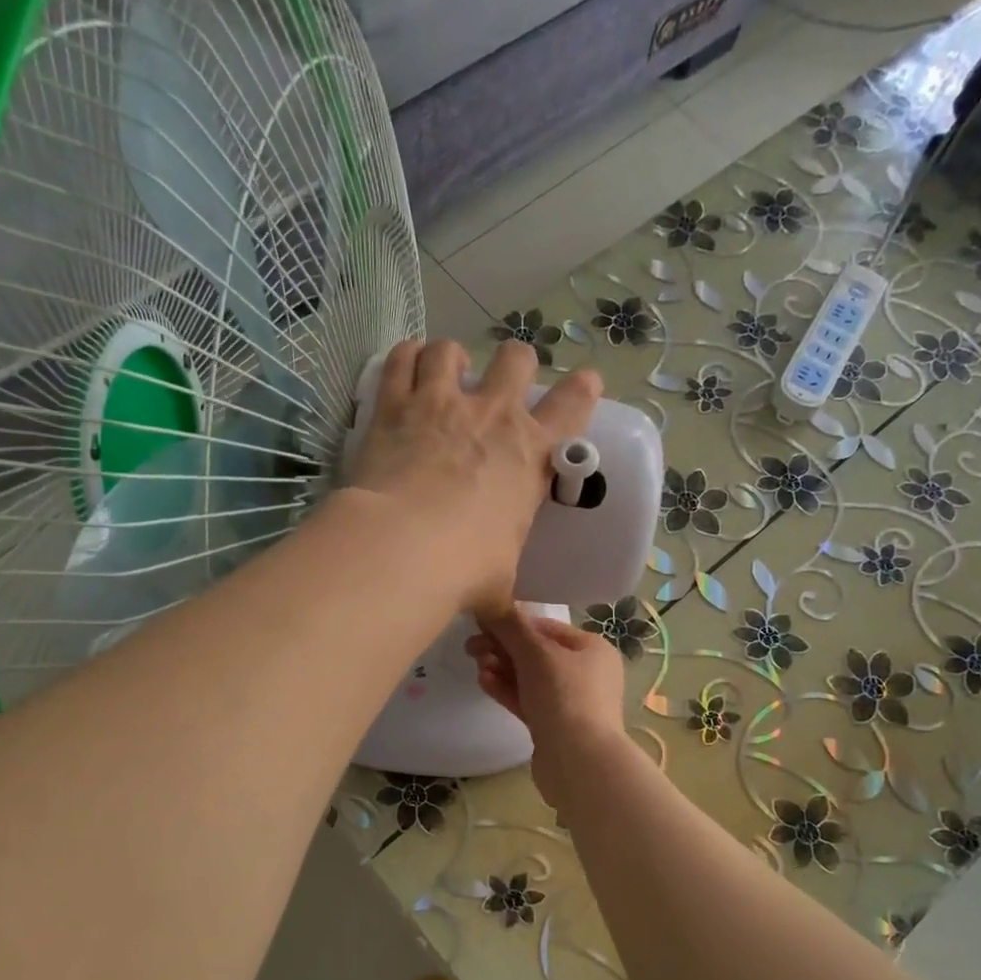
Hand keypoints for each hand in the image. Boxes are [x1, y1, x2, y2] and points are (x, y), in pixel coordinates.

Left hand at [345, 340, 600, 618]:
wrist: (404, 550)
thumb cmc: (466, 569)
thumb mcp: (500, 583)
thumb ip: (505, 594)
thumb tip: (511, 629)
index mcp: (531, 455)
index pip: (574, 406)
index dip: (583, 390)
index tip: (585, 384)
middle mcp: (493, 416)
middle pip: (516, 359)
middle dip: (514, 365)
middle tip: (501, 385)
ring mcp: (442, 403)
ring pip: (451, 349)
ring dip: (451, 358)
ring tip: (443, 375)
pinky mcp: (395, 405)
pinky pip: (401, 359)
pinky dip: (405, 357)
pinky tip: (404, 366)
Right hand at [466, 608, 627, 806]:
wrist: (579, 762)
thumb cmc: (564, 696)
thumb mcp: (536, 654)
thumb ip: (512, 627)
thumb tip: (493, 605)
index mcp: (592, 648)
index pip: (546, 627)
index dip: (513, 623)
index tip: (482, 623)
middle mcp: (586, 673)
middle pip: (536, 653)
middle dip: (503, 648)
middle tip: (471, 647)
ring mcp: (571, 702)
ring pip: (529, 678)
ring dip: (501, 669)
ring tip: (476, 664)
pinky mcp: (554, 726)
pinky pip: (527, 700)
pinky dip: (507, 690)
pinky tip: (484, 682)